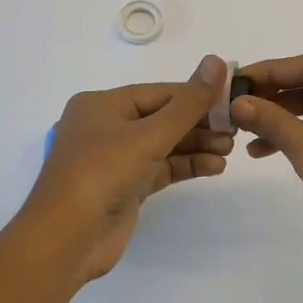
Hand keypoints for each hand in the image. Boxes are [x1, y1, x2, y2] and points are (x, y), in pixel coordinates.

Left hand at [19, 55, 234, 282]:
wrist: (66, 242)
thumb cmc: (101, 174)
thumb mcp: (148, 135)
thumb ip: (188, 103)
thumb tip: (217, 61)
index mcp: (102, 105)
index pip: (159, 92)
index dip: (196, 94)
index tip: (231, 99)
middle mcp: (106, 127)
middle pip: (162, 117)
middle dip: (199, 123)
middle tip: (236, 129)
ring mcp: (114, 159)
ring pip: (164, 144)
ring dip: (196, 145)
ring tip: (230, 149)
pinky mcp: (125, 187)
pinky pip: (161, 168)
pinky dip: (186, 166)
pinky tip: (214, 167)